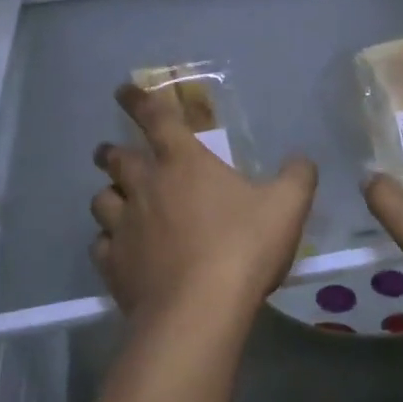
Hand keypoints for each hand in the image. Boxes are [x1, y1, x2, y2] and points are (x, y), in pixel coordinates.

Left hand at [91, 84, 317, 331]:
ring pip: (101, 200)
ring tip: (114, 200)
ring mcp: (124, 226)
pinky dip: (106, 242)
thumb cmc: (243, 248)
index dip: (138, 99)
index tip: (122, 90)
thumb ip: (297, 177)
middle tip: (111, 153)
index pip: (155, 118)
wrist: (199, 311)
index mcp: (183, 162)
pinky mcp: (113, 265)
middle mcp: (146, 186)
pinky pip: (100, 245)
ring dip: (107, 195)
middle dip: (111, 152)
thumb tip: (301, 159)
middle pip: (116, 159)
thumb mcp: (286, 207)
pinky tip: (117, 250)